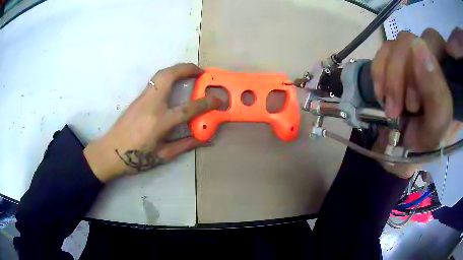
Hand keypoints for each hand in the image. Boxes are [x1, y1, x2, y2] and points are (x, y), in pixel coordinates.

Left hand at [83, 63, 221, 181]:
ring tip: (189, 73)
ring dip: (176, 69)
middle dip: (187, 68)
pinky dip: (168, 76)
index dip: (207, 103)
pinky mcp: (137, 98)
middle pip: (169, 76)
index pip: (188, 108)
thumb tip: (204, 138)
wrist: (110, 152)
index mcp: (160, 122)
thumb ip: (185, 145)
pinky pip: (155, 81)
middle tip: (200, 70)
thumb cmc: (135, 158)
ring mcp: (142, 99)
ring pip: (160, 74)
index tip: (219, 99)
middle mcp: (151, 105)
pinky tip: (173, 83)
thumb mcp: (162, 156)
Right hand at [371, 27, 462, 177]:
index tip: (417, 101)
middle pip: (407, 41)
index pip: (430, 40)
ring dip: (389, 81)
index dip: (422, 65)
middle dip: (399, 77)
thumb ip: (434, 88)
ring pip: (392, 46)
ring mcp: (409, 51)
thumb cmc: (431, 133)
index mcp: (444, 61)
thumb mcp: (438, 119)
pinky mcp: (393, 56)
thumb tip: (418, 44)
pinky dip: (378, 75)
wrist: (413, 140)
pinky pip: (380, 53)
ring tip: (391, 108)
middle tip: (397, 110)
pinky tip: (382, 95)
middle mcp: (427, 49)